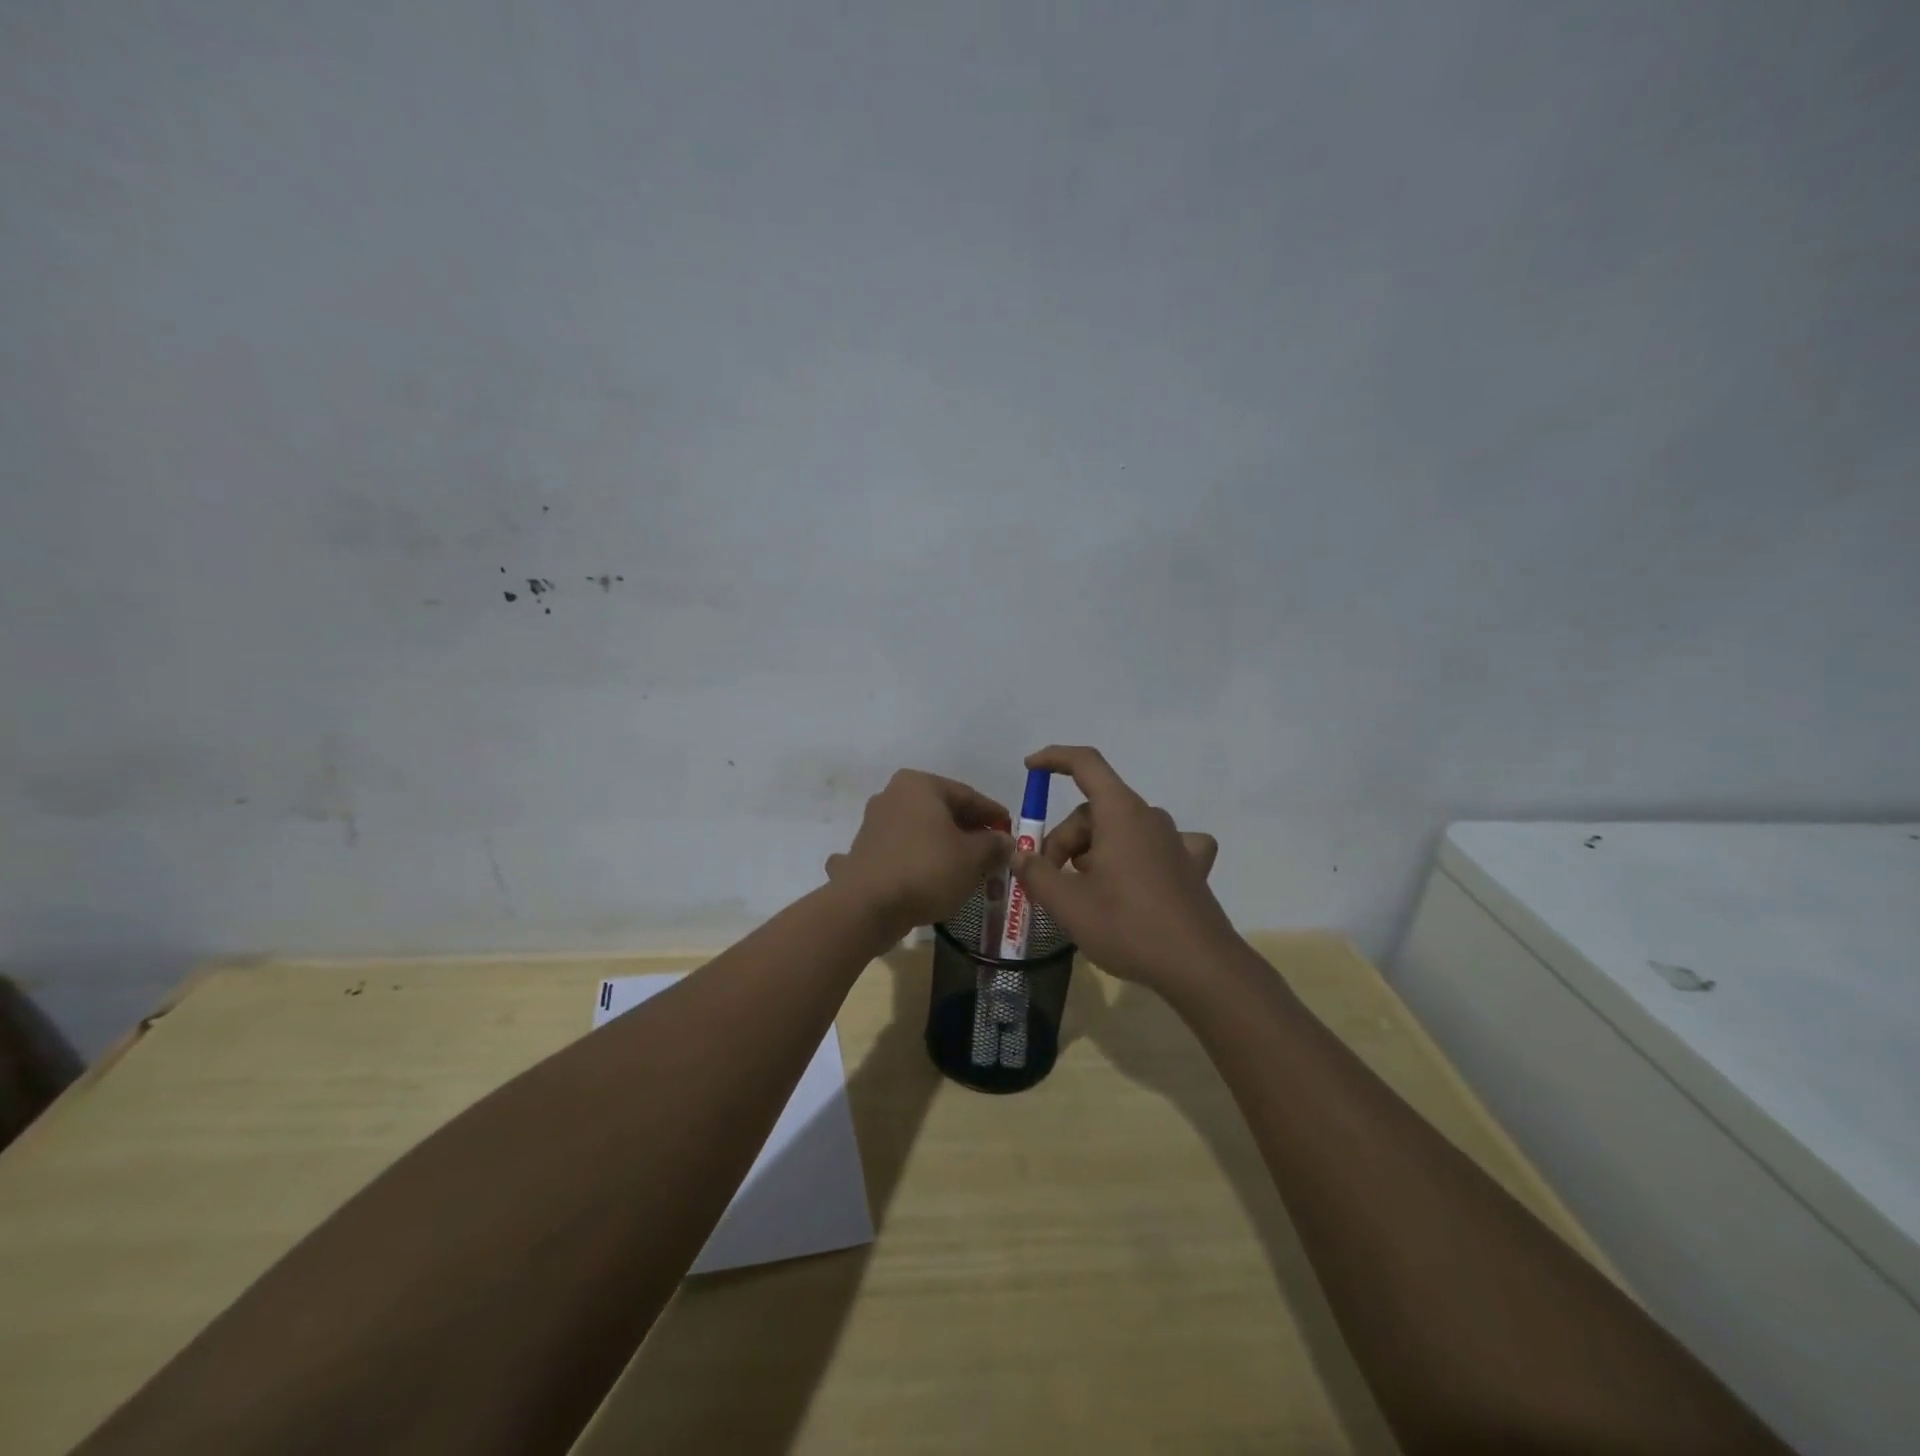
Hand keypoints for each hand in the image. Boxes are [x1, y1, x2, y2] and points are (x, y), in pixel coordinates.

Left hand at [825, 770, 1011, 934]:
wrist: (867, 906)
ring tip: (966, 868)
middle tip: (992, 851)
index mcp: (920, 785)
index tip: (1010, 830)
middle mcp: (893, 795)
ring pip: (921, 832)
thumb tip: (1005, 841)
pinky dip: (918, 861)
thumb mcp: (972, 857)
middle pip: (942, 812)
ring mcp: (874, 824)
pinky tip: (931, 878)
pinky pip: (901, 852)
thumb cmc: (926, 869)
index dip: (993, 814)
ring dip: (943, 847)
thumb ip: (993, 845)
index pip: (967, 795)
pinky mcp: (864, 852)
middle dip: (968, 831)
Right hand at [1010, 746, 1235, 992]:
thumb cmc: (1128, 926)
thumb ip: (1036, 873)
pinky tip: (1138, 876)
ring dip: (1094, 852)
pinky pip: (1160, 846)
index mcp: (1120, 813)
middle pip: (1094, 811)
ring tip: (1083, 893)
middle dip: (1065, 840)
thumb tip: (1021, 855)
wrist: (1199, 967)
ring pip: (1120, 830)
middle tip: (1050, 881)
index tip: (1030, 768)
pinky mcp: (1190, 867)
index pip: (1086, 764)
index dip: (1054, 759)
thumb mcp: (1068, 904)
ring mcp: (1174, 841)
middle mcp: (1149, 817)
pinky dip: (1139, 854)